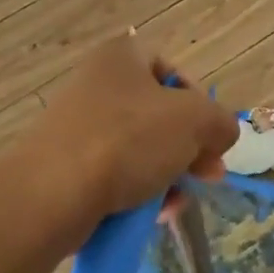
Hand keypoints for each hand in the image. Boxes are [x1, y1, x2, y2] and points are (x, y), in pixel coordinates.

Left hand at [24, 32, 239, 225]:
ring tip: (177, 203)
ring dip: (168, 175)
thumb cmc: (128, 140)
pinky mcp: (67, 166)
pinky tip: (153, 214)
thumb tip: (221, 135)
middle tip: (209, 175)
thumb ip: (221, 122)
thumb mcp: (195, 121)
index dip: (198, 100)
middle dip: (189, 148)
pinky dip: (138, 192)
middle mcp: (97, 85)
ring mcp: (78, 127)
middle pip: (159, 114)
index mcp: (122, 58)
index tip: (210, 133)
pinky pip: (115, 174)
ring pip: (140, 149)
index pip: (172, 69)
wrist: (52, 194)